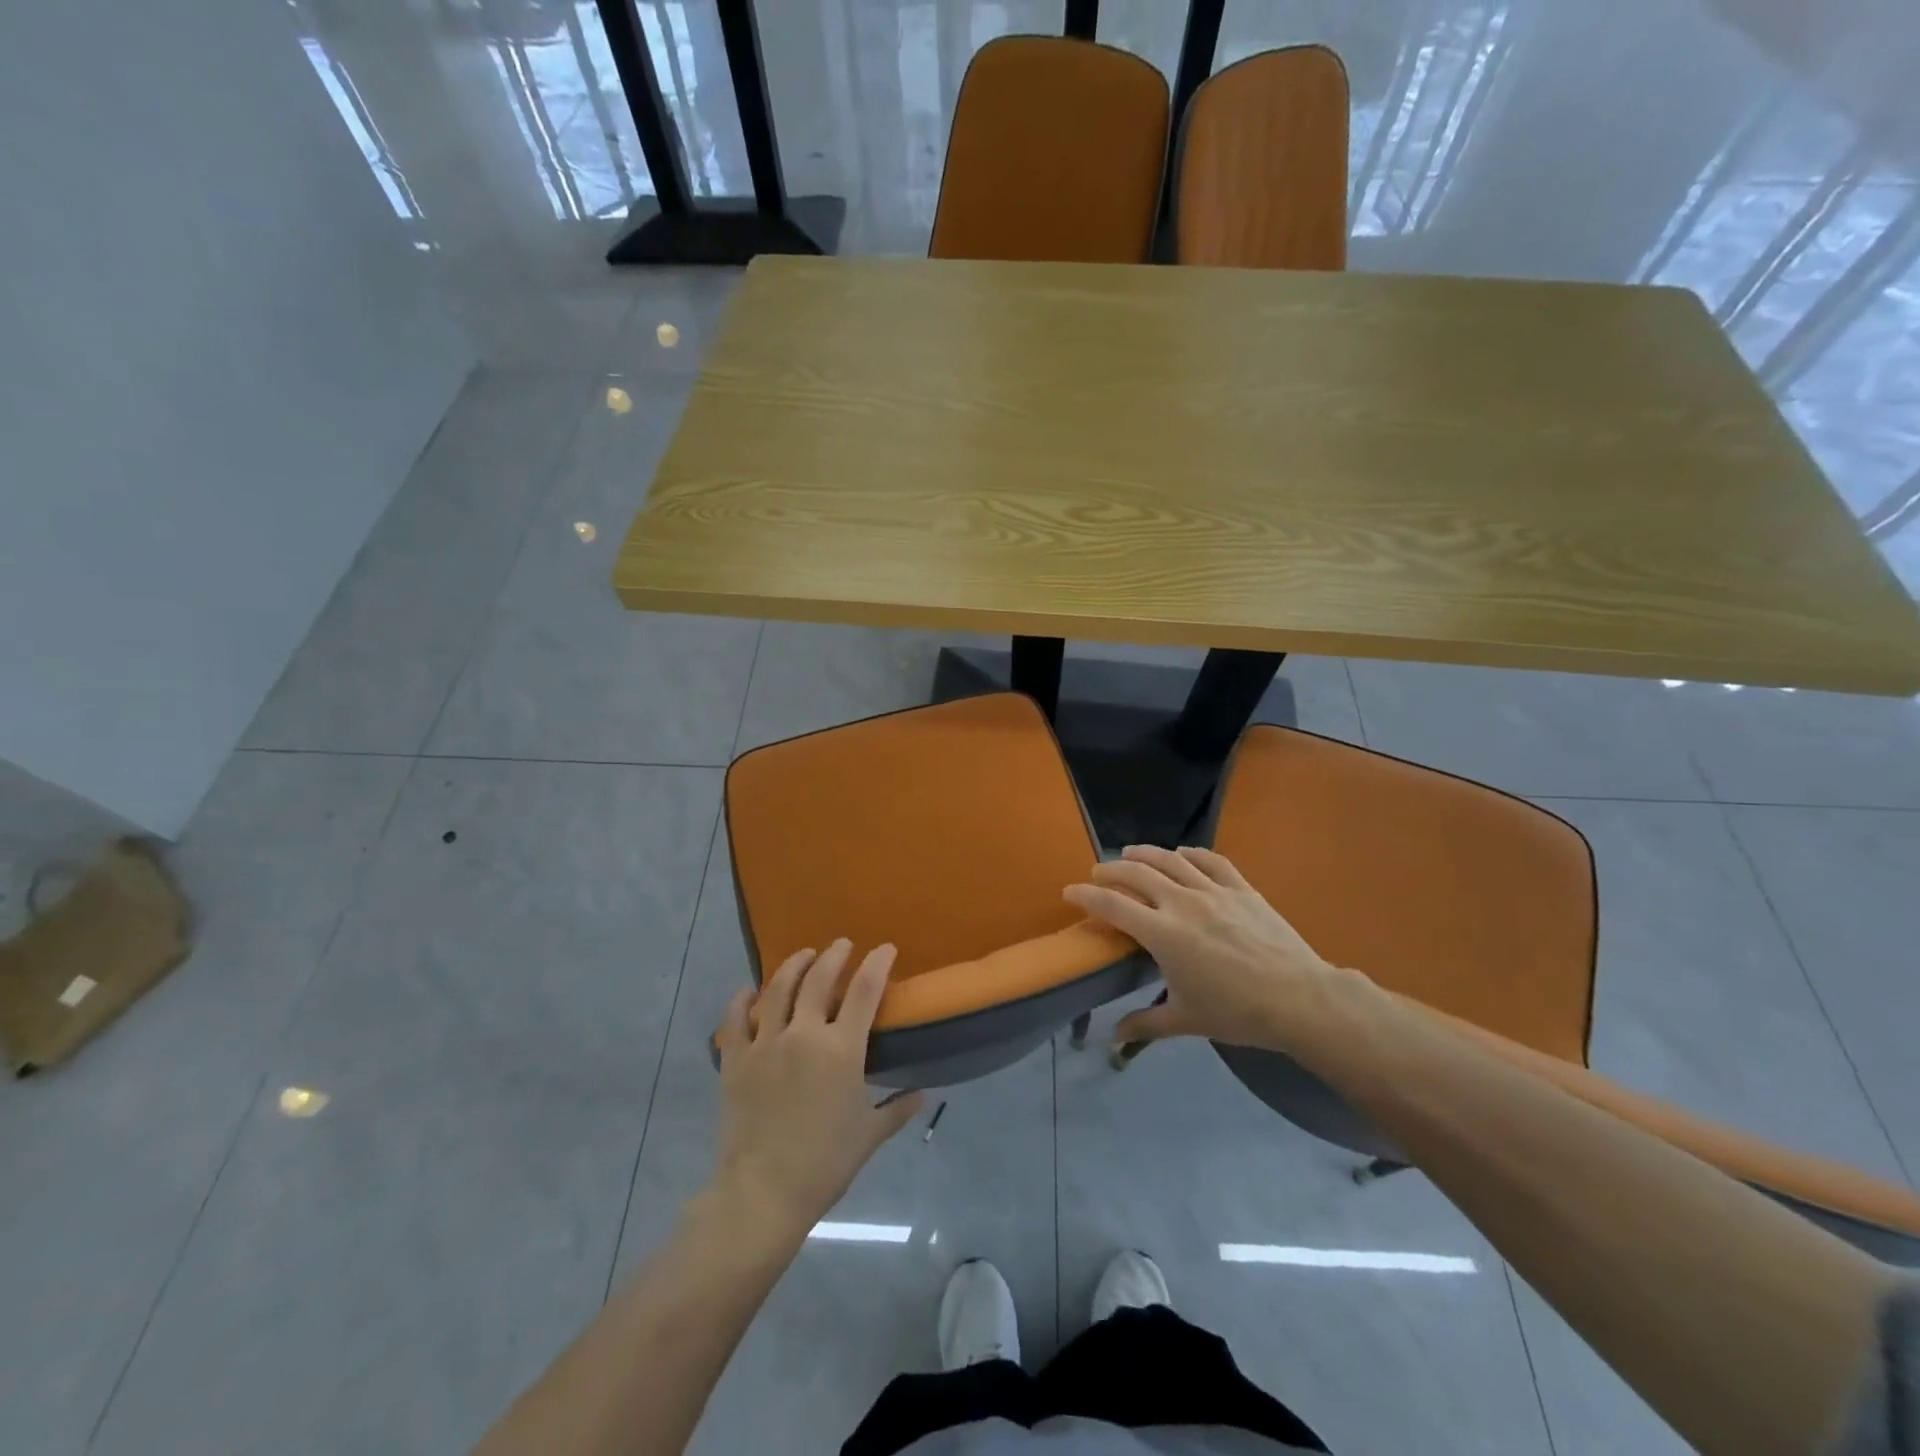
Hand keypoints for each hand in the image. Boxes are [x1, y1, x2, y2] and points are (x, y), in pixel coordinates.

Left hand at [711, 940, 922, 1240]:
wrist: (763, 1192)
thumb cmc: (824, 1164)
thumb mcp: (869, 1135)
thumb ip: (896, 1109)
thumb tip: (921, 1093)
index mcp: (842, 1050)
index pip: (865, 990)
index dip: (877, 963)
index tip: (886, 948)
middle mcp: (804, 1034)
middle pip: (819, 978)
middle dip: (834, 955)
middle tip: (842, 944)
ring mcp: (766, 1043)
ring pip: (778, 988)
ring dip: (794, 965)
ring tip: (804, 955)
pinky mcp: (735, 1059)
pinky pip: (736, 1018)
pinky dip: (743, 999)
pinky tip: (750, 991)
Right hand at [1063, 845, 1365, 1051]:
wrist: (1300, 1000)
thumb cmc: (1237, 1013)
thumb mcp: (1187, 1020)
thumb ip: (1146, 1023)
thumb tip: (1115, 1036)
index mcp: (1162, 933)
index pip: (1112, 905)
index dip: (1086, 895)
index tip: (1069, 891)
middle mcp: (1181, 902)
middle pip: (1136, 873)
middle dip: (1111, 869)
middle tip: (1098, 872)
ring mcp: (1213, 890)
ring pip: (1171, 859)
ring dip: (1145, 853)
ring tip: (1130, 853)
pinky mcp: (1242, 888)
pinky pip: (1212, 860)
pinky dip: (1191, 853)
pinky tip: (1182, 853)